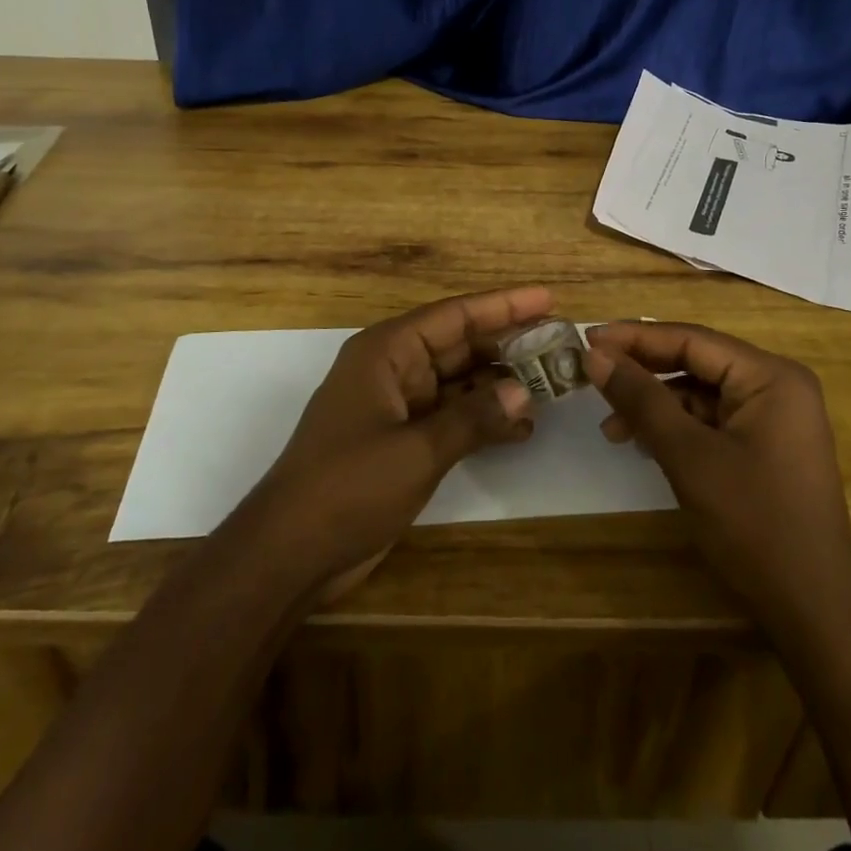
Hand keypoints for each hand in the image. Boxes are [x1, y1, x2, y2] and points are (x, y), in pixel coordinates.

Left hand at [243, 286, 548, 602]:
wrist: (291, 552)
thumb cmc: (348, 486)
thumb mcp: (416, 450)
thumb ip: (473, 418)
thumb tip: (524, 391)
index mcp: (386, 352)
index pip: (454, 315)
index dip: (504, 305)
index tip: (548, 298)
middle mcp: (393, 369)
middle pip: (460, 346)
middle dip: (508, 346)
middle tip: (560, 344)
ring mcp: (397, 406)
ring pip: (459, 382)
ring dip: (500, 385)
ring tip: (551, 386)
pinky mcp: (401, 441)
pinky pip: (451, 417)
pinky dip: (482, 420)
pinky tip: (521, 428)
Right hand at [584, 322, 850, 624]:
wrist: (812, 609)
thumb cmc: (753, 524)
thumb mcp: (688, 456)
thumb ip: (641, 399)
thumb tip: (594, 355)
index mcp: (770, 376)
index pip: (691, 339)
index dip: (635, 337)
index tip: (587, 340)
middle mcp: (777, 385)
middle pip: (696, 362)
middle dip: (643, 372)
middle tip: (592, 378)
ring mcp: (774, 417)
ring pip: (700, 392)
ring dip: (655, 404)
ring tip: (612, 428)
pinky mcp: (766, 446)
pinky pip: (712, 419)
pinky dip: (676, 427)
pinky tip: (644, 444)